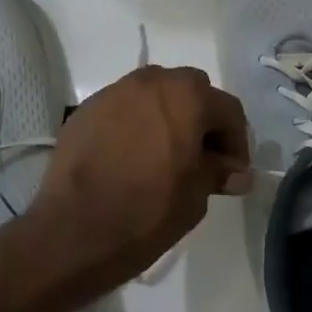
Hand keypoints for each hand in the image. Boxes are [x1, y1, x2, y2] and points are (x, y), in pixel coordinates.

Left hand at [27, 65, 251, 291]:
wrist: (75, 230)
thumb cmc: (148, 210)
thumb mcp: (196, 194)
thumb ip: (217, 172)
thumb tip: (234, 172)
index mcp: (186, 95)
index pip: (227, 110)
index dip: (236, 143)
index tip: (233, 173)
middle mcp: (149, 82)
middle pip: (188, 93)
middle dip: (200, 122)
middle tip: (201, 159)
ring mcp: (111, 93)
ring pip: (152, 97)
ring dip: (165, 119)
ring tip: (164, 158)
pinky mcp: (84, 112)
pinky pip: (121, 111)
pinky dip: (133, 126)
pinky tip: (130, 159)